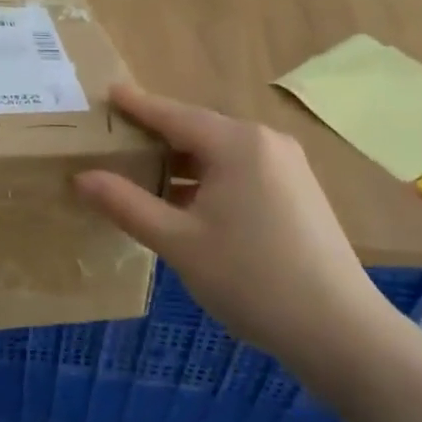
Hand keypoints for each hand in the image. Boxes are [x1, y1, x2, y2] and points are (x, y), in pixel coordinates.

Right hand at [74, 84, 396, 396]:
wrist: (339, 330)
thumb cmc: (251, 279)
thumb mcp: (178, 242)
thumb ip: (126, 205)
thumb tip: (81, 178)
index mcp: (236, 143)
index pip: (173, 114)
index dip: (137, 105)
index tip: (107, 92)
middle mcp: (265, 142)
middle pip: (198, 129)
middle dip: (157, 136)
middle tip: (116, 141)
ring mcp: (287, 165)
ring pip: (220, 152)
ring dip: (182, 161)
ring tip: (143, 175)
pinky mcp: (298, 190)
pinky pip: (241, 169)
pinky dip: (209, 177)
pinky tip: (188, 202)